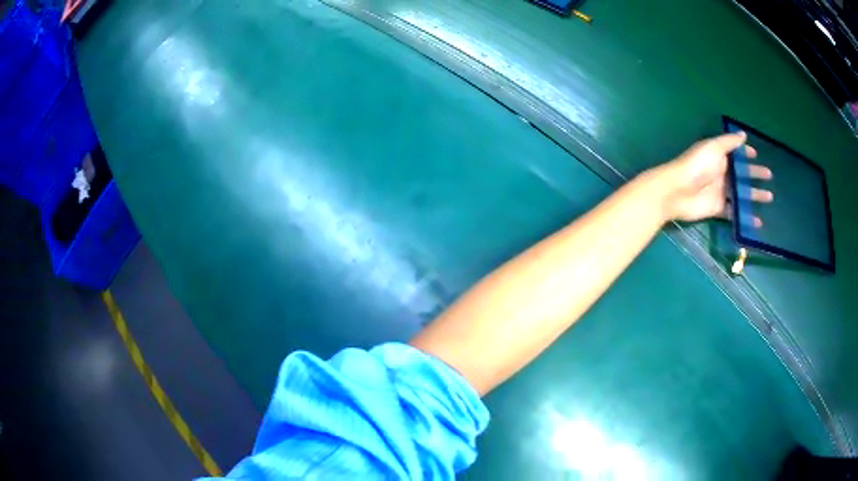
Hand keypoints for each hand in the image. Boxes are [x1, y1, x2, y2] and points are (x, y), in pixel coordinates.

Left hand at [660, 132, 772, 224]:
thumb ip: (728, 142)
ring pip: (741, 194)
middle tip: (769, 175)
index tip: (756, 154)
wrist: (678, 192)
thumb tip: (743, 134)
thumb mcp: (713, 148)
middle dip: (755, 174)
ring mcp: (720, 192)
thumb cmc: (696, 166)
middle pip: (742, 174)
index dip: (745, 153)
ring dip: (755, 195)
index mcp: (719, 156)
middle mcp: (721, 173)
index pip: (735, 153)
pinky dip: (746, 217)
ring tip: (770, 197)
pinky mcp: (718, 209)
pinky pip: (735, 213)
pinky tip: (757, 221)